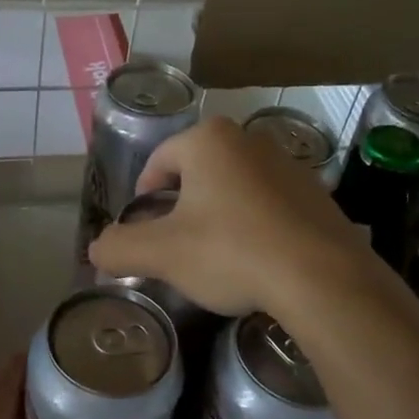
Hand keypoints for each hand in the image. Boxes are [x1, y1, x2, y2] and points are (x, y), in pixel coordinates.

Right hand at [88, 116, 365, 319]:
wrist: (322, 278)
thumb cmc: (232, 252)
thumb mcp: (162, 254)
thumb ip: (119, 248)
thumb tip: (96, 250)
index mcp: (209, 141)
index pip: (160, 161)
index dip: (144, 194)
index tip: (143, 227)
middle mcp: (249, 140)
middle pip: (198, 172)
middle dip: (182, 205)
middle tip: (176, 244)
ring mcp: (289, 165)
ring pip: (235, 187)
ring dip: (219, 214)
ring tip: (216, 256)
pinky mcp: (317, 194)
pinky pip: (270, 204)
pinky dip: (255, 225)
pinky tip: (257, 259)